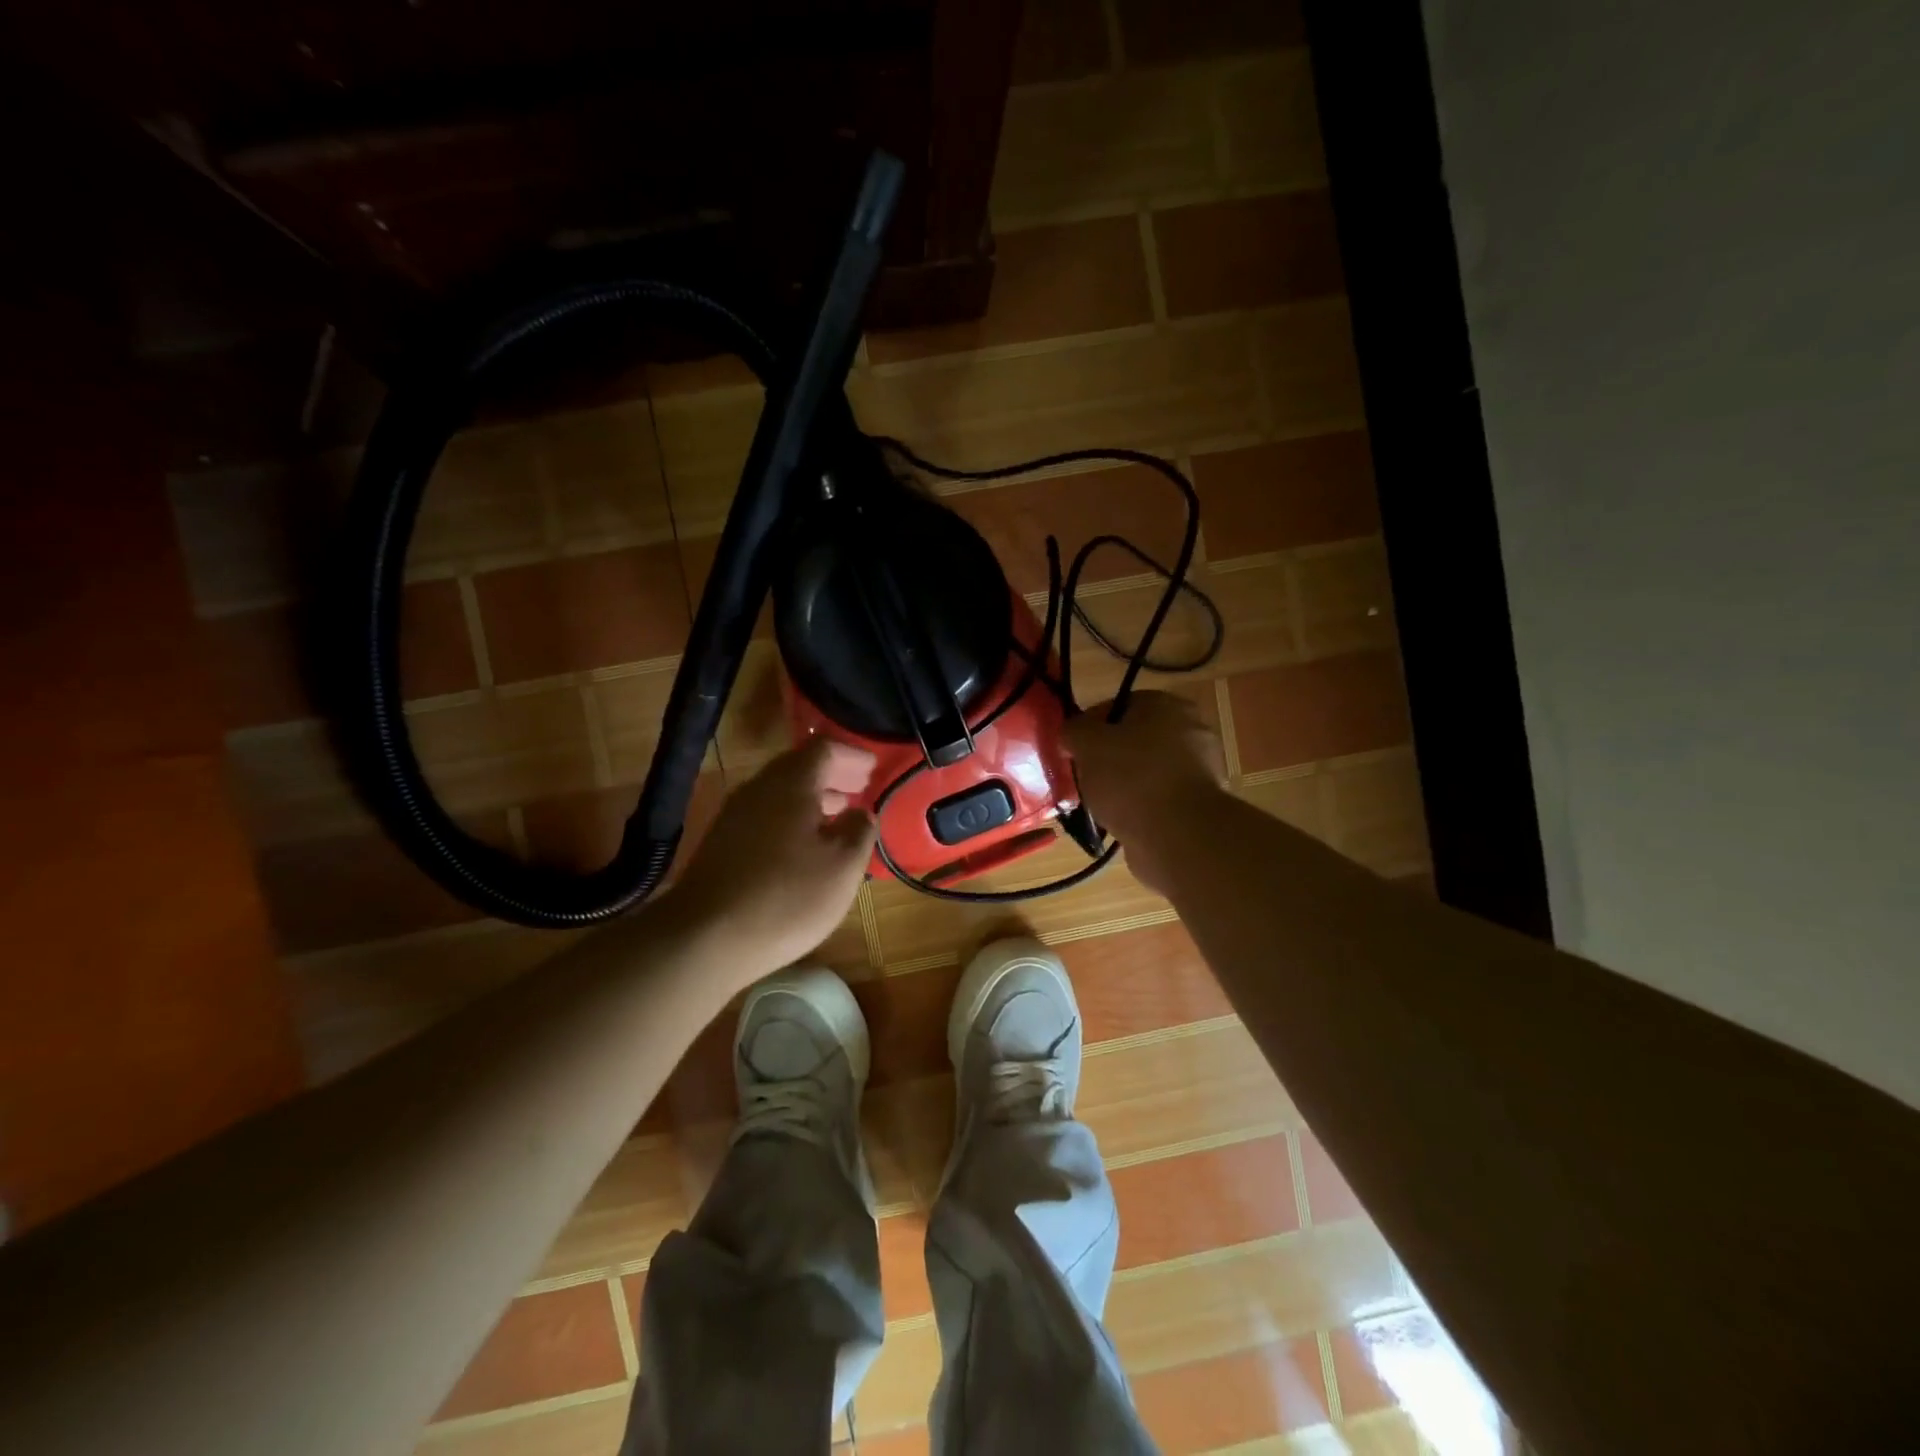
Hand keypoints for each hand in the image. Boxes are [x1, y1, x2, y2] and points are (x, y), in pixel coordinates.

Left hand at [665, 738, 877, 984]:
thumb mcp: (843, 866)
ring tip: (837, 817)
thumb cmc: (787, 896)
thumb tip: (860, 813)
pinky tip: (803, 848)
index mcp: (791, 783)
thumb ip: (859, 830)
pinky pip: (765, 817)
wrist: (704, 938)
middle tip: (859, 788)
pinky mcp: (721, 844)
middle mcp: (759, 788)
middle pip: (799, 768)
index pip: (824, 748)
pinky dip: (791, 820)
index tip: (873, 767)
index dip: (852, 755)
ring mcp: (734, 816)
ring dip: (811, 800)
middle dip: (832, 776)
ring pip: (780, 794)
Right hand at [1064, 692, 1225, 880]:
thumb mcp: (1087, 744)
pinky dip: (1140, 808)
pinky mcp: (1199, 806)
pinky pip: (1158, 800)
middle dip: (1107, 758)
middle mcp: (1190, 730)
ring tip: (1098, 805)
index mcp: (1166, 705)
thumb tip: (1072, 733)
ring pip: (1146, 772)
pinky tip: (1120, 822)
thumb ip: (1074, 730)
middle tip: (1083, 776)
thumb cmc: (1131, 778)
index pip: (1118, 705)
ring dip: (1123, 786)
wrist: (1179, 835)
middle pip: (1134, 740)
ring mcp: (1199, 770)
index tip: (1072, 749)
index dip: (1089, 726)